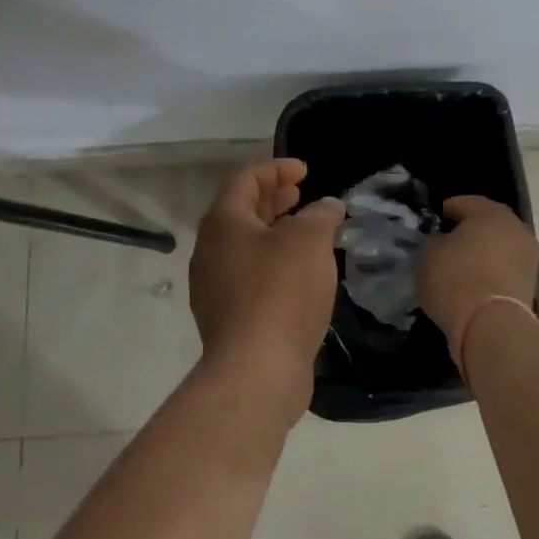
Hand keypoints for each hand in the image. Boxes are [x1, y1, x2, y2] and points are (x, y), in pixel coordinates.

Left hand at [189, 159, 344, 415]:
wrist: (257, 370)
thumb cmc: (281, 291)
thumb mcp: (310, 240)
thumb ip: (321, 214)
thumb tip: (327, 206)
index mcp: (223, 222)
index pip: (246, 178)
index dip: (277, 168)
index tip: (306, 171)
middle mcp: (211, 250)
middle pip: (242, 211)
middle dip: (274, 198)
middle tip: (303, 195)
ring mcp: (215, 286)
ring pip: (247, 245)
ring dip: (276, 232)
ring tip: (308, 232)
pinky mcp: (229, 317)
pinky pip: (251, 275)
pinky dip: (275, 262)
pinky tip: (302, 274)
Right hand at [417, 196, 538, 373]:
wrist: (490, 327)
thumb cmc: (455, 278)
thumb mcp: (428, 253)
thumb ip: (433, 240)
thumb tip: (440, 242)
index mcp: (491, 212)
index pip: (462, 203)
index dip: (442, 214)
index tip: (427, 228)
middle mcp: (516, 229)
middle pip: (485, 226)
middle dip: (464, 234)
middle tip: (441, 248)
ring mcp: (527, 259)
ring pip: (496, 250)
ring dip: (479, 257)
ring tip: (454, 272)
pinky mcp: (529, 286)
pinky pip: (502, 273)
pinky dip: (487, 277)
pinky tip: (469, 289)